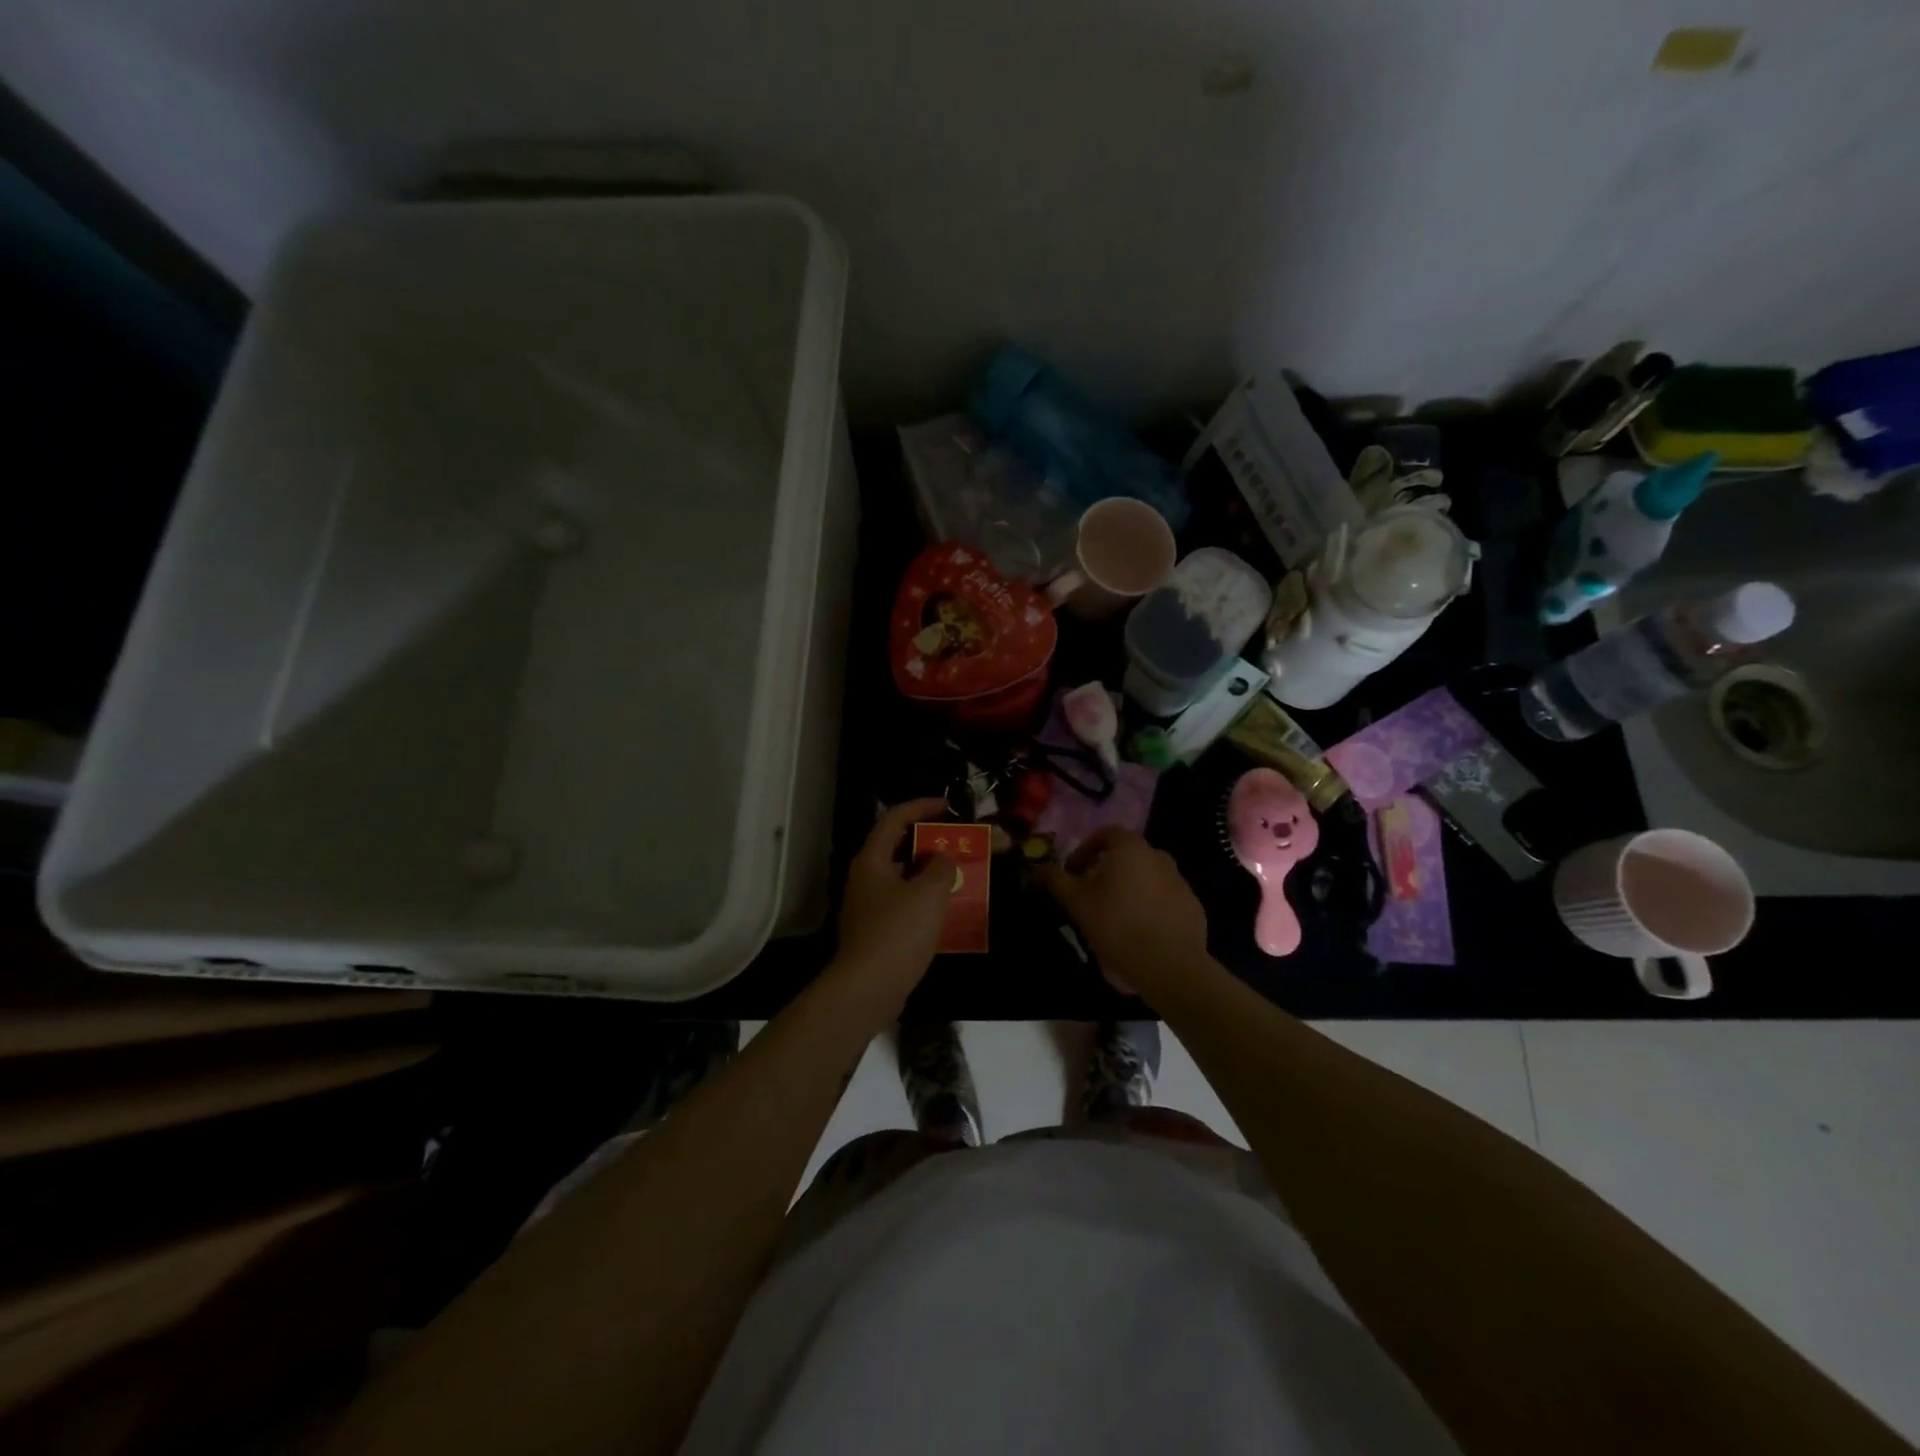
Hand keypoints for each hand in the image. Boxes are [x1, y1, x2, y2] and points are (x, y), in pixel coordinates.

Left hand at [832, 797, 955, 1015]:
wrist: (868, 988)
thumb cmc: (898, 932)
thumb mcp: (929, 893)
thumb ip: (941, 866)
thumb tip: (943, 857)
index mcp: (872, 860)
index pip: (895, 818)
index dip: (922, 806)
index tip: (949, 806)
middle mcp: (865, 877)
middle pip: (897, 846)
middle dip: (928, 840)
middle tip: (957, 840)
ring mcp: (868, 905)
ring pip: (901, 876)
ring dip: (928, 871)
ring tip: (958, 872)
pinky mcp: (875, 929)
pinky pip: (902, 901)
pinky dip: (923, 897)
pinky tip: (946, 909)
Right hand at [1038, 828, 1208, 999]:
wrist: (1170, 966)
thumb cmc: (1117, 925)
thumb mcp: (1076, 902)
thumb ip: (1055, 880)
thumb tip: (1038, 869)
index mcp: (1131, 848)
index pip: (1105, 834)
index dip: (1084, 851)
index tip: (1072, 874)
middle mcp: (1159, 856)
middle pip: (1126, 856)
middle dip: (1105, 871)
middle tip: (1090, 896)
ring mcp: (1180, 881)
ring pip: (1146, 878)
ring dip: (1128, 889)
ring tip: (1113, 917)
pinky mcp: (1193, 907)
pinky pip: (1163, 899)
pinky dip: (1149, 907)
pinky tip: (1139, 932)